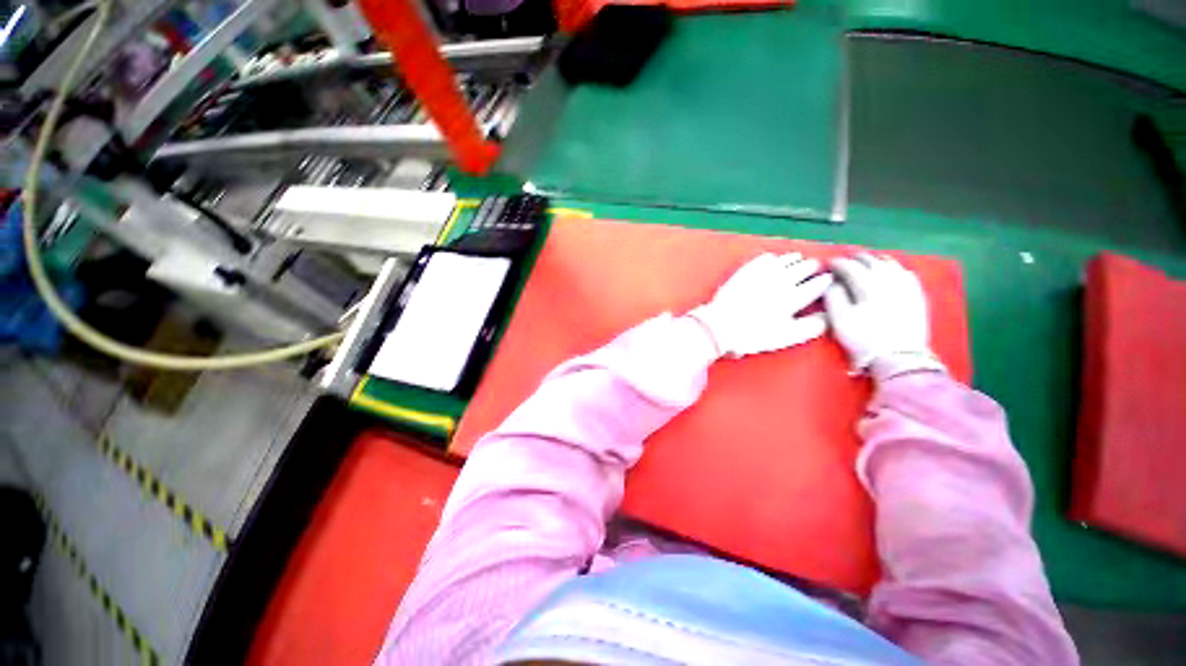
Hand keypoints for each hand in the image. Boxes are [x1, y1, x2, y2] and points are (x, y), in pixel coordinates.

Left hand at [689, 252, 832, 358]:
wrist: (720, 325)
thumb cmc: (754, 335)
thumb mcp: (786, 336)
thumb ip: (811, 327)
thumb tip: (829, 318)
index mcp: (795, 297)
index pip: (817, 285)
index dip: (824, 281)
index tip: (828, 279)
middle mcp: (782, 280)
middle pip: (803, 268)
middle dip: (811, 267)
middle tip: (814, 267)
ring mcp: (763, 273)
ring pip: (785, 260)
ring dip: (794, 259)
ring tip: (798, 259)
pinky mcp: (746, 270)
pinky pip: (764, 258)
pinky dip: (773, 258)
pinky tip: (773, 259)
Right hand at [824, 253, 945, 380]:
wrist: (899, 357)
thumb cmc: (864, 338)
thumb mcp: (839, 319)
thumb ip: (833, 296)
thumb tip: (831, 282)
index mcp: (868, 284)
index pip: (850, 266)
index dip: (837, 263)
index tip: (827, 264)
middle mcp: (889, 279)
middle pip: (871, 261)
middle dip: (856, 258)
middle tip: (844, 261)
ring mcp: (906, 286)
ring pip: (890, 264)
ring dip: (875, 260)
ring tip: (865, 263)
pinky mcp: (916, 295)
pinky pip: (905, 272)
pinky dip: (893, 268)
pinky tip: (890, 271)